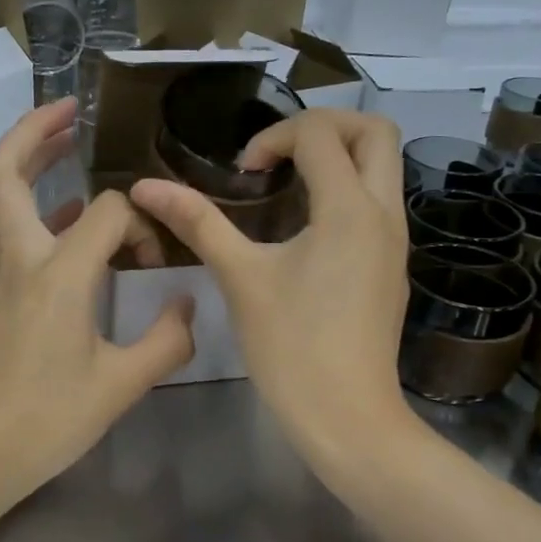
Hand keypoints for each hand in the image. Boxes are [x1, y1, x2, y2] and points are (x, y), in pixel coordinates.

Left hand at [0, 98, 195, 498]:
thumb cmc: (47, 421)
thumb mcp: (120, 386)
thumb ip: (166, 341)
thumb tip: (189, 306)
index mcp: (56, 276)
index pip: (104, 211)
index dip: (139, 223)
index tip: (157, 260)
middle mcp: (21, 261)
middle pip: (5, 174)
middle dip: (34, 131)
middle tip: (73, 112)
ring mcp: (1, 276)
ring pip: (1, 198)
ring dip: (31, 163)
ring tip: (70, 146)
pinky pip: (14, 231)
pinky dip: (40, 209)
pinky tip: (74, 222)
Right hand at [130, 109, 409, 459]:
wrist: (347, 417)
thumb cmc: (290, 347)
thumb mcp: (240, 278)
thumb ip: (198, 223)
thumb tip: (145, 186)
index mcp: (349, 209)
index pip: (320, 134)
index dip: (274, 138)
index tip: (244, 175)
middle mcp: (384, 213)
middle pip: (375, 131)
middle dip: (325, 125)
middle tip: (279, 153)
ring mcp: (396, 241)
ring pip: (384, 167)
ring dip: (339, 156)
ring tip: (288, 185)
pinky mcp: (392, 266)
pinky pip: (379, 203)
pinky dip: (347, 190)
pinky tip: (305, 229)